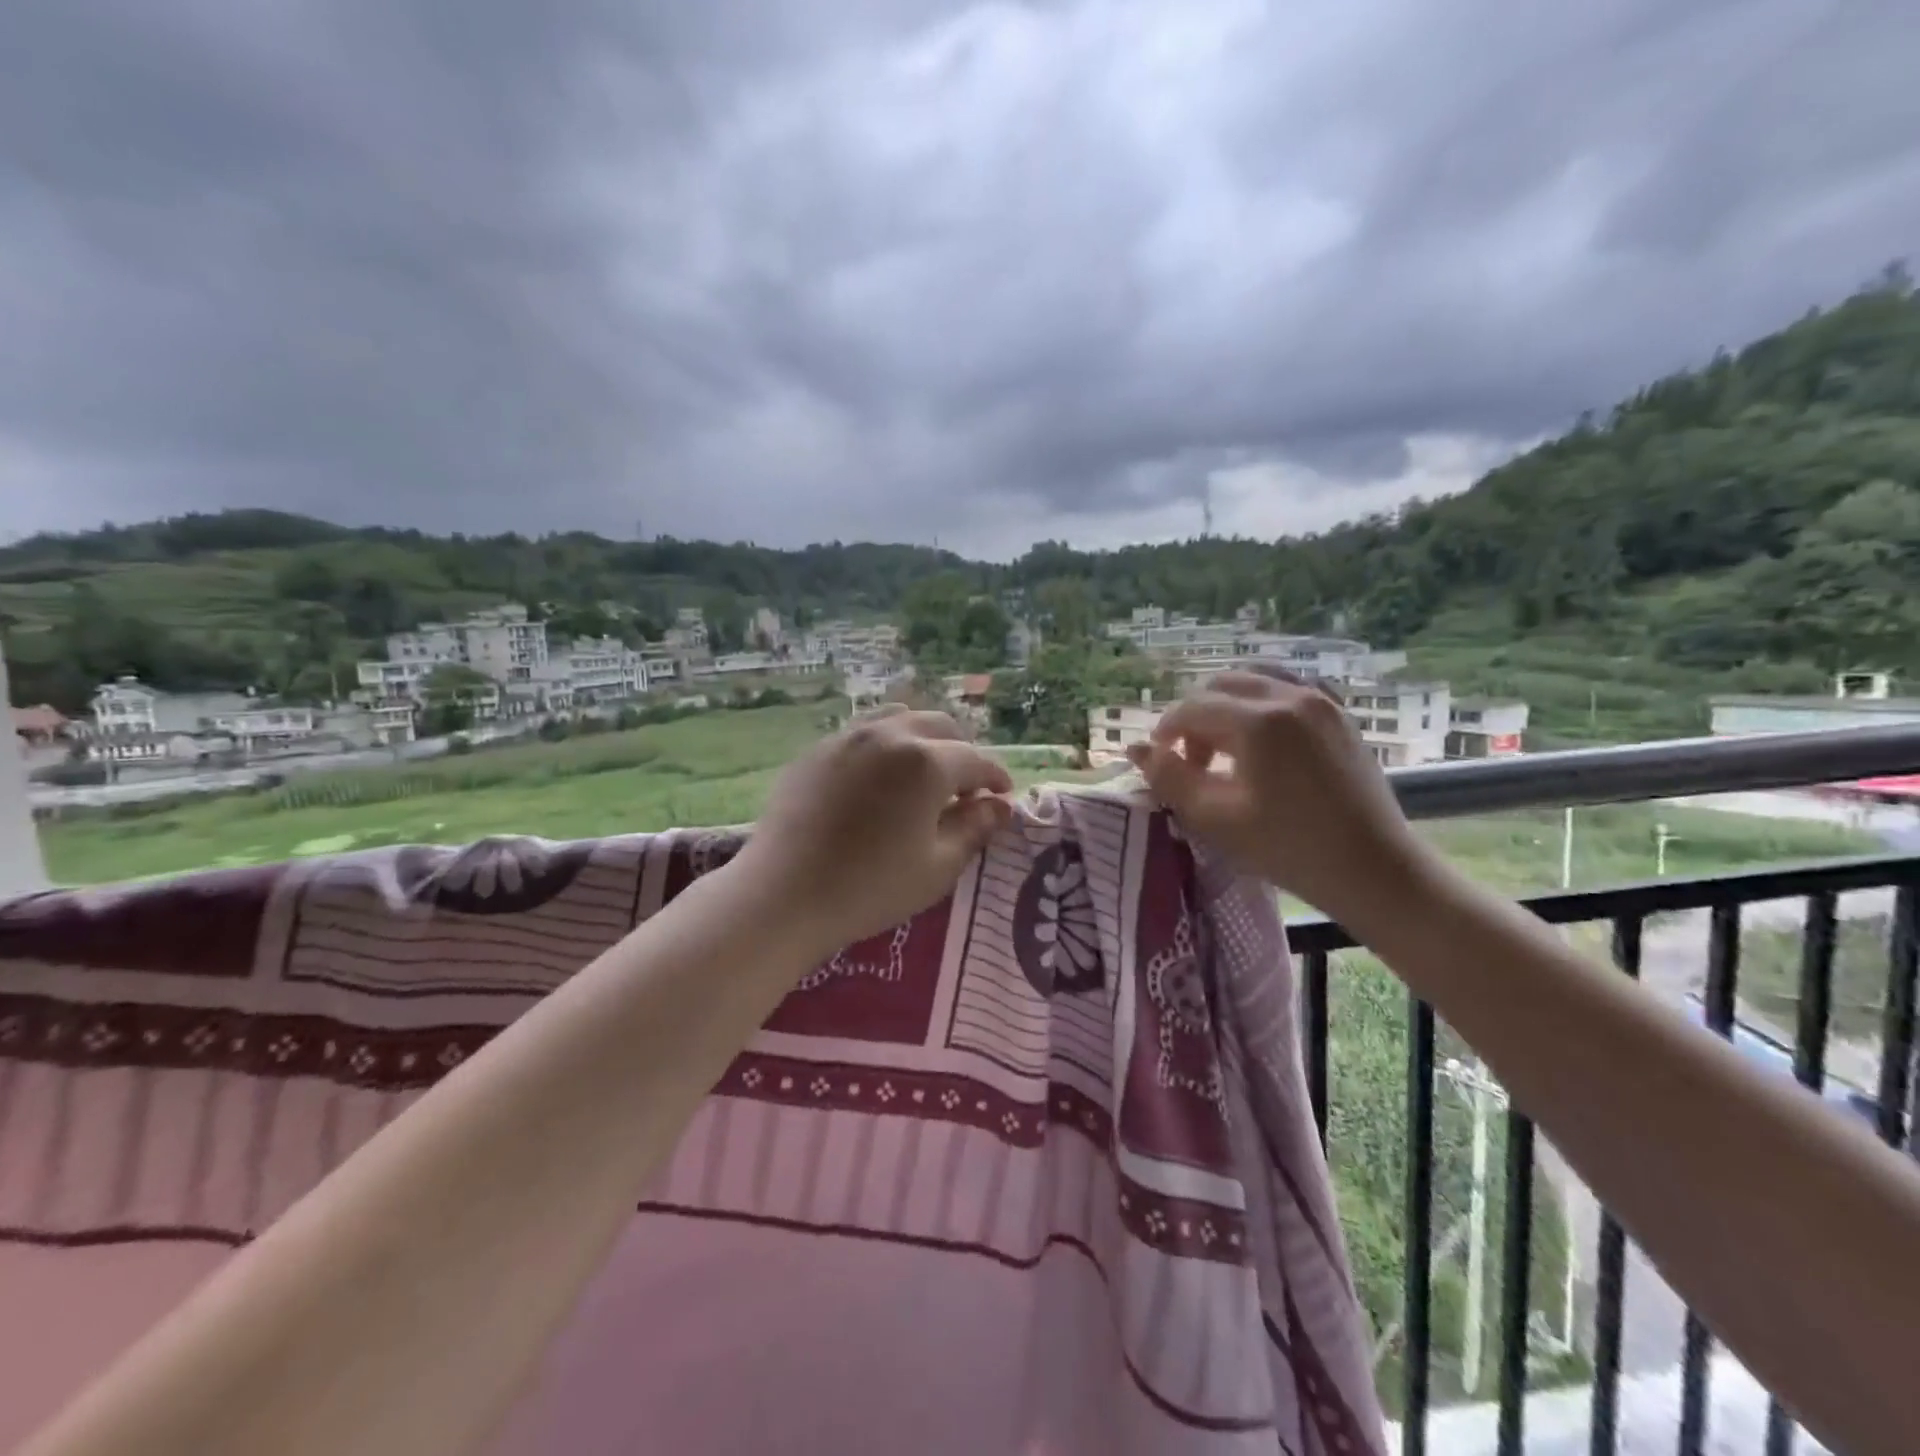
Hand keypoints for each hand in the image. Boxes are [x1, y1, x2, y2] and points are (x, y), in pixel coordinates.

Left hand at [735, 706, 1015, 952]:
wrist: (783, 895)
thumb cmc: (870, 888)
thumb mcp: (937, 867)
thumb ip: (974, 829)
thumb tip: (999, 806)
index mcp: (927, 762)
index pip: (975, 761)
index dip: (995, 777)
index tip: (1003, 795)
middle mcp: (890, 735)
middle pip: (940, 726)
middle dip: (962, 752)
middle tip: (964, 789)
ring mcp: (848, 737)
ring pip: (900, 718)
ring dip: (923, 739)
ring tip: (923, 773)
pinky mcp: (816, 750)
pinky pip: (863, 732)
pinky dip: (885, 746)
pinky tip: (879, 779)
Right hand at [1127, 670, 1432, 923]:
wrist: (1373, 869)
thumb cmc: (1289, 848)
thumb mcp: (1215, 818)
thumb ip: (1170, 778)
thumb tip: (1136, 750)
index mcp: (1259, 721)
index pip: (1192, 708)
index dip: (1166, 731)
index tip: (1159, 761)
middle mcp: (1291, 696)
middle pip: (1222, 685)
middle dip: (1195, 716)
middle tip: (1191, 760)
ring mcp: (1322, 701)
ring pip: (1256, 679)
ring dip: (1227, 705)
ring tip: (1224, 747)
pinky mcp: (1340, 715)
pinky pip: (1289, 688)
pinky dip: (1262, 702)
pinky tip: (1261, 737)